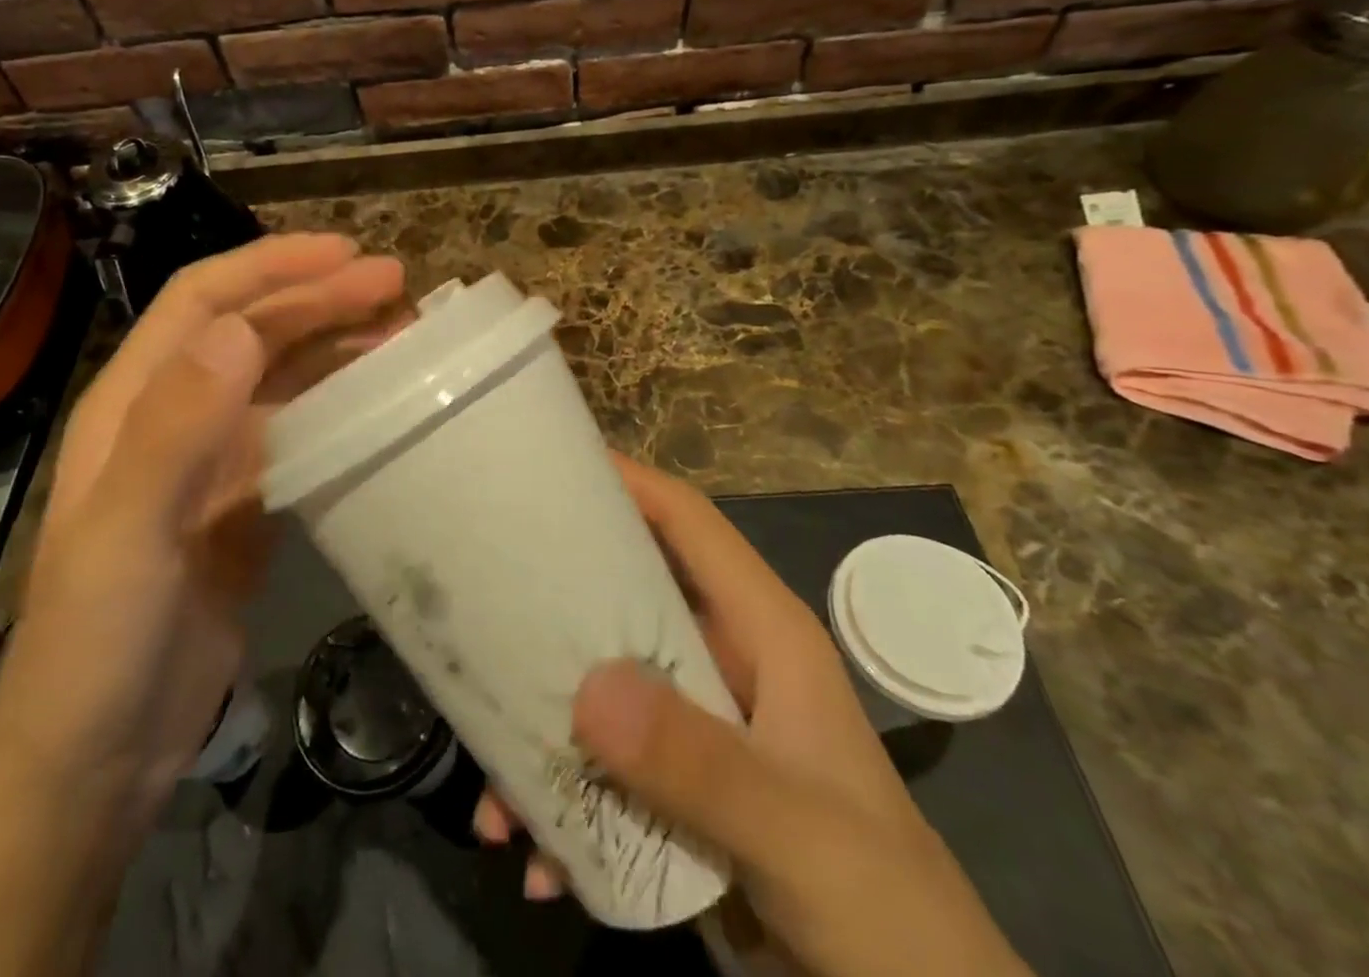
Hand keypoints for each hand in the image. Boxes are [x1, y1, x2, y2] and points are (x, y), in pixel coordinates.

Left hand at [0, 234, 405, 810]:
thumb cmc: (97, 644)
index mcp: (134, 401)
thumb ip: (176, 428)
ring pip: (281, 378)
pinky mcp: (244, 504)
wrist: (95, 759)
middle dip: (321, 298)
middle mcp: (174, 415)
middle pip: (253, 331)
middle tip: (397, 287)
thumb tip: (241, 329)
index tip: (345, 255)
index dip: (272, 266)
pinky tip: (379, 404)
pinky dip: (339, 407)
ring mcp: (211, 461)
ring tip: (402, 334)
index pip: (204, 301)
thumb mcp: (127, 534)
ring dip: (336, 347)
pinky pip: (299, 433)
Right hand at [478, 456, 1029, 976]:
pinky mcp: (680, 785)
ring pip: (601, 686)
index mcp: (760, 631)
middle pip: (625, 595)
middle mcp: (722, 659)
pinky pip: (604, 766)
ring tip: (495, 791)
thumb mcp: (796, 831)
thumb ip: (699, 762)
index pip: (688, 522)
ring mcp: (699, 723)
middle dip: (556, 608)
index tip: (549, 463)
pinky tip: (536, 856)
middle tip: (483, 605)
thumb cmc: (885, 905)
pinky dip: (564, 805)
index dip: (627, 480)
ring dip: (546, 731)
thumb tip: (588, 687)